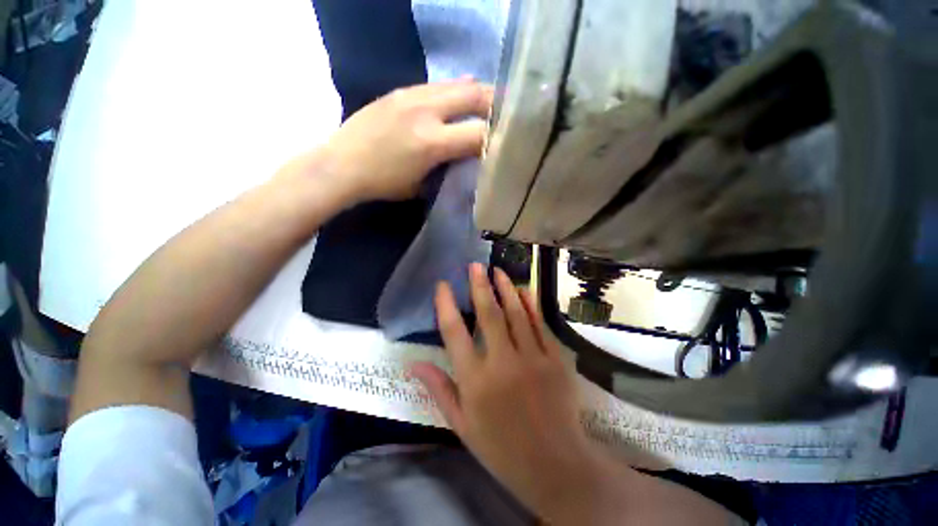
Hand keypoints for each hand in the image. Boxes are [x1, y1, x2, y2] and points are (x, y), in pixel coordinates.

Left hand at [319, 79, 492, 202]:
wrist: (341, 164)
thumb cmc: (384, 184)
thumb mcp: (422, 184)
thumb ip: (448, 167)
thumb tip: (468, 154)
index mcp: (432, 142)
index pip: (479, 133)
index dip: (498, 137)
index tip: (507, 141)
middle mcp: (426, 111)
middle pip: (475, 95)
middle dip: (496, 103)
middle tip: (507, 113)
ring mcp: (412, 95)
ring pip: (457, 84)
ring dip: (476, 93)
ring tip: (487, 104)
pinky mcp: (401, 90)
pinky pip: (437, 85)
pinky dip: (453, 91)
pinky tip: (457, 100)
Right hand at [412, 264, 607, 519]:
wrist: (555, 465)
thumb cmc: (501, 448)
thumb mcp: (461, 425)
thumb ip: (438, 389)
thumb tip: (414, 363)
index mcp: (475, 381)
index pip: (454, 333)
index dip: (446, 305)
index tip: (443, 285)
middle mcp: (502, 363)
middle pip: (488, 314)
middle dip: (480, 285)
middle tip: (475, 265)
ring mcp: (532, 358)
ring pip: (516, 312)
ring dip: (505, 288)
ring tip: (497, 270)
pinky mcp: (555, 359)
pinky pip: (540, 323)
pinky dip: (530, 304)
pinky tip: (523, 290)